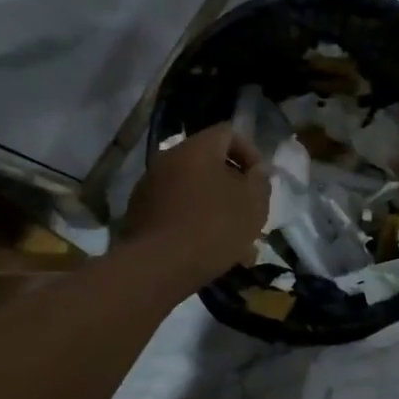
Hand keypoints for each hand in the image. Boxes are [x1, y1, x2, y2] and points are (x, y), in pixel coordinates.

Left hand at [120, 123, 269, 288]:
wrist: (159, 265)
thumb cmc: (214, 227)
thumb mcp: (253, 204)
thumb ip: (260, 181)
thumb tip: (258, 170)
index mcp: (197, 148)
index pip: (228, 133)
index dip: (250, 153)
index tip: (260, 181)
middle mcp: (168, 159)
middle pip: (208, 163)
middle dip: (232, 186)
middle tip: (247, 212)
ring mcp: (149, 186)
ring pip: (192, 190)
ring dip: (213, 207)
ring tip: (231, 239)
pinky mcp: (139, 214)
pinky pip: (175, 210)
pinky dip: (192, 222)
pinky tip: (205, 249)